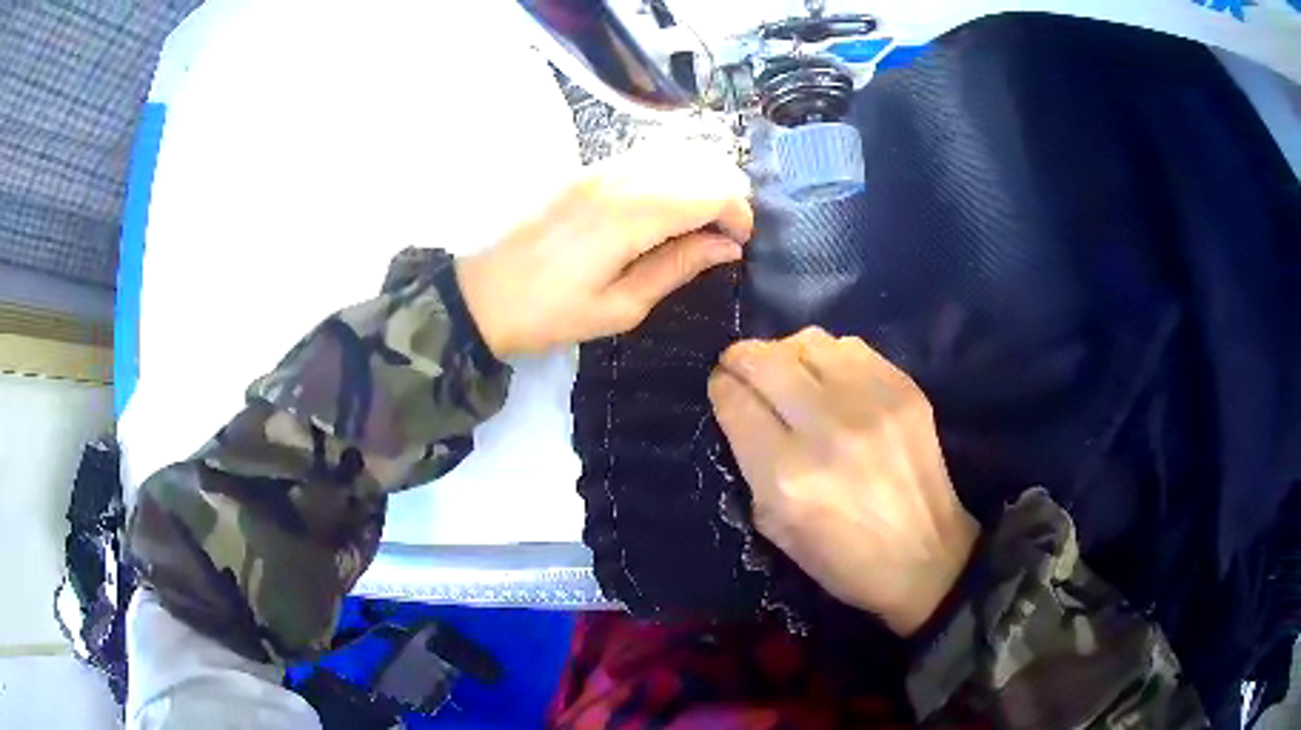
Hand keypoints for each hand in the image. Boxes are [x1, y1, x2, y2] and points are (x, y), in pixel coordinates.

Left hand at [455, 142, 752, 357]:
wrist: (478, 294)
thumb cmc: (548, 312)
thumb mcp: (619, 308)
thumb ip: (677, 269)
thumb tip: (726, 247)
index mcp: (630, 216)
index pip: (711, 190)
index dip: (738, 213)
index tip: (739, 245)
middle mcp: (619, 179)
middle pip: (699, 162)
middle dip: (725, 195)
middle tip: (722, 236)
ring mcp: (598, 168)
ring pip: (673, 153)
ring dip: (698, 181)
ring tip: (697, 222)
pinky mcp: (584, 170)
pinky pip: (644, 157)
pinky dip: (670, 173)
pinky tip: (665, 205)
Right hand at [708, 328, 979, 635]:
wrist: (925, 557)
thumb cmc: (843, 559)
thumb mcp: (775, 528)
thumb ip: (750, 465)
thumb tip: (741, 411)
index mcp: (787, 476)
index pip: (736, 402)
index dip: (720, 387)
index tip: (721, 388)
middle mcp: (827, 429)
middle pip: (766, 360)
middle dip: (741, 358)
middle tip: (740, 367)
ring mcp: (871, 403)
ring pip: (808, 341)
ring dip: (785, 352)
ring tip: (787, 370)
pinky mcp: (904, 390)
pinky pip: (851, 347)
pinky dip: (829, 356)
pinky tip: (829, 377)